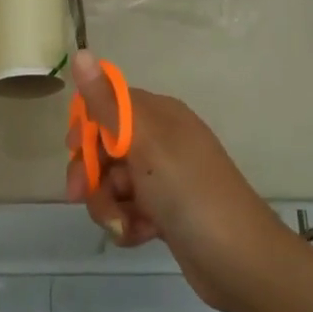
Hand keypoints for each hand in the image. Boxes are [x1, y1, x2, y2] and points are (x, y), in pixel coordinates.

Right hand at [64, 51, 299, 311]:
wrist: (239, 259)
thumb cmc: (188, 191)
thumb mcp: (144, 142)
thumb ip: (107, 102)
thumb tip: (82, 52)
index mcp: (159, 115)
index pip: (108, 105)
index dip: (86, 126)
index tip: (73, 149)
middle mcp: (161, 140)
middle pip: (105, 148)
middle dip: (91, 174)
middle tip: (80, 196)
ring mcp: (164, 178)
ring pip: (113, 183)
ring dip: (108, 205)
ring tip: (122, 224)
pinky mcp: (165, 212)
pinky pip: (129, 210)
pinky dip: (127, 223)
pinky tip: (139, 236)